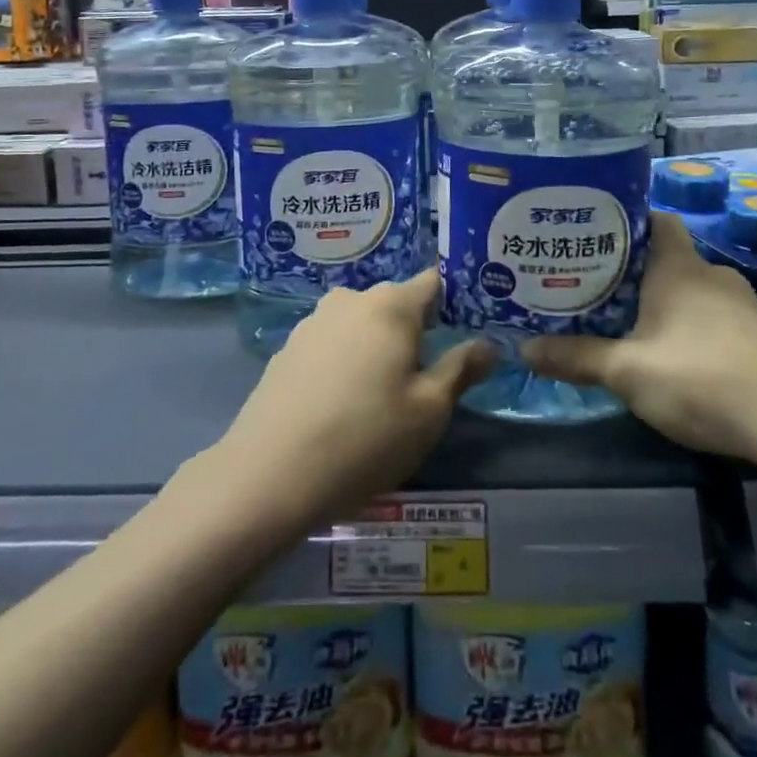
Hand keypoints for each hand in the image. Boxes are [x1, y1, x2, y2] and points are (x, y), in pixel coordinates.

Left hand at [207, 270, 496, 530]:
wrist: (269, 474)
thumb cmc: (365, 438)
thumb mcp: (428, 411)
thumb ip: (461, 369)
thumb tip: (487, 344)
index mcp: (390, 305)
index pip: (434, 283)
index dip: (455, 301)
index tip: (469, 326)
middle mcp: (350, 300)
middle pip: (395, 304)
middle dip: (416, 330)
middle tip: (429, 373)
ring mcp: (313, 322)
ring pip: (361, 324)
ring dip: (377, 346)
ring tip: (384, 394)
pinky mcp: (287, 349)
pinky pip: (332, 344)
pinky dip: (345, 361)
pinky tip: (343, 403)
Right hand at [522, 212, 756, 473]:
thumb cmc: (704, 381)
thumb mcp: (628, 372)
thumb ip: (576, 357)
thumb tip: (523, 348)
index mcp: (679, 267)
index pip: (653, 218)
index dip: (624, 219)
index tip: (590, 231)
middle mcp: (711, 274)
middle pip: (664, 255)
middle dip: (628, 267)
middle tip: (588, 280)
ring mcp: (741, 305)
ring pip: (687, 288)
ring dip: (656, 298)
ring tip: (618, 317)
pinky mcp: (756, 336)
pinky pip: (708, 315)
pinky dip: (683, 323)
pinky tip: (665, 353)